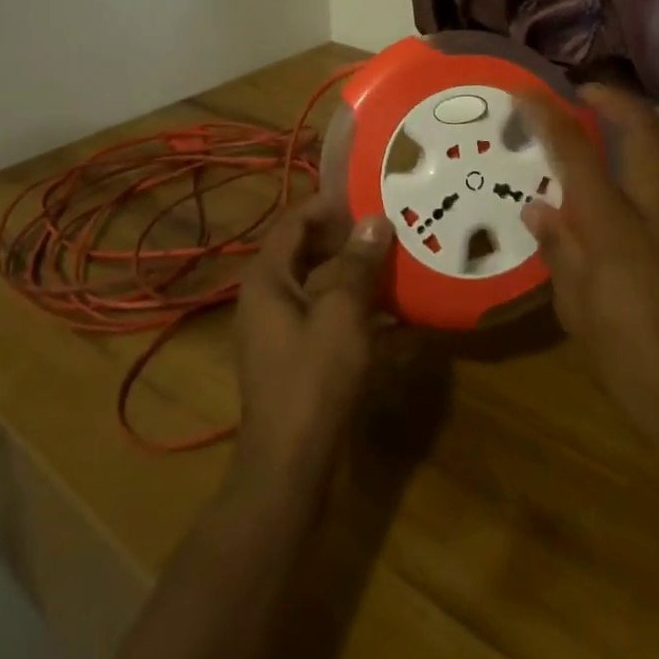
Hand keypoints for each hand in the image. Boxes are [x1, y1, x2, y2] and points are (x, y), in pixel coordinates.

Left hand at [232, 197, 392, 492]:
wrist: (291, 465)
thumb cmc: (313, 380)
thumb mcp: (342, 315)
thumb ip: (358, 265)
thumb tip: (375, 220)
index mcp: (267, 279)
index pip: (293, 222)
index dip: (327, 204)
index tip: (366, 192)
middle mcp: (267, 297)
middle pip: (303, 250)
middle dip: (342, 235)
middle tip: (385, 222)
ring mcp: (280, 329)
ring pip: (317, 283)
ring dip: (351, 270)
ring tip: (392, 256)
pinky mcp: (297, 356)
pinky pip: (324, 314)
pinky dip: (352, 304)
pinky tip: (390, 307)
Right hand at [518, 86, 658, 486]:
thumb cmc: (631, 366)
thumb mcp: (577, 314)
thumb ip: (560, 251)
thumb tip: (538, 208)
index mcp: (616, 231)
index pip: (577, 154)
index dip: (550, 116)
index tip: (529, 92)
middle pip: (646, 129)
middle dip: (615, 99)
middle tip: (588, 94)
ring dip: (655, 125)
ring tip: (631, 129)